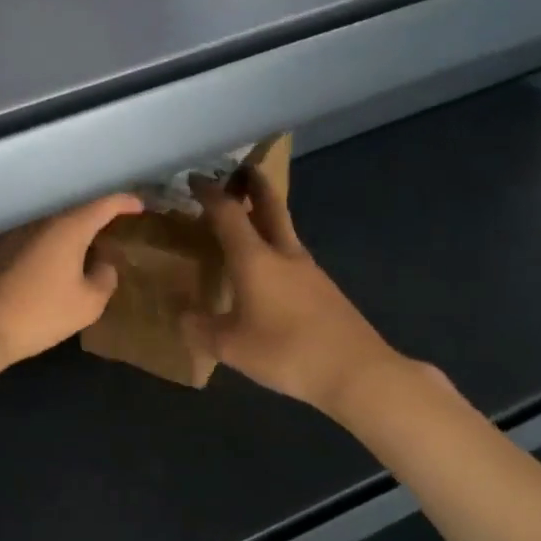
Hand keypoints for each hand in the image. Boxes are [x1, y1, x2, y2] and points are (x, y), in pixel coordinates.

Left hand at [0, 193, 143, 369]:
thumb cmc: (38, 314)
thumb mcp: (87, 305)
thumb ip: (104, 279)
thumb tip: (103, 264)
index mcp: (67, 227)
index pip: (104, 204)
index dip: (124, 202)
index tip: (138, 206)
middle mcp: (38, 217)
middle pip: (73, 210)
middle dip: (93, 219)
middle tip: (107, 232)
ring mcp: (9, 228)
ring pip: (46, 223)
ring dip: (63, 233)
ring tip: (74, 251)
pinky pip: (24, 236)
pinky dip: (38, 244)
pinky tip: (39, 265)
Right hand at [183, 171, 407, 417]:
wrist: (357, 371)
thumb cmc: (286, 351)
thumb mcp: (230, 347)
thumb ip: (200, 328)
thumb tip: (183, 315)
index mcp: (254, 258)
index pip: (227, 212)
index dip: (209, 193)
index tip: (194, 178)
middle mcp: (283, 253)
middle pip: (269, 205)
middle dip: (252, 182)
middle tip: (238, 169)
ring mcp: (308, 269)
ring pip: (282, 230)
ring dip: (264, 216)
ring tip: (243, 224)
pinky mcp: (323, 289)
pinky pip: (291, 255)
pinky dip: (273, 247)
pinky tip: (265, 272)